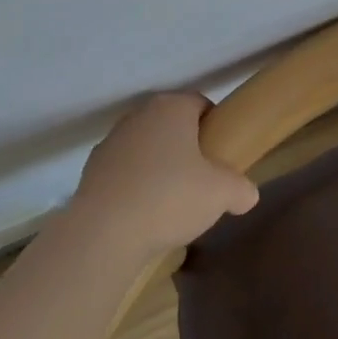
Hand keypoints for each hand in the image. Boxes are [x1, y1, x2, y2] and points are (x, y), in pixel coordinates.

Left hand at [71, 93, 258, 257]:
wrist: (103, 234)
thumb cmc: (170, 197)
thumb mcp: (222, 194)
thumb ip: (242, 189)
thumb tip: (247, 195)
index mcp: (171, 108)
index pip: (201, 104)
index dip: (216, 127)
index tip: (223, 154)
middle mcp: (138, 116)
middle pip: (172, 125)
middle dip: (187, 147)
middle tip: (202, 179)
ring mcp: (110, 142)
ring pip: (146, 148)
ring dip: (159, 166)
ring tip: (171, 202)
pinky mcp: (90, 171)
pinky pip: (124, 172)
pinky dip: (135, 186)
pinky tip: (144, 214)